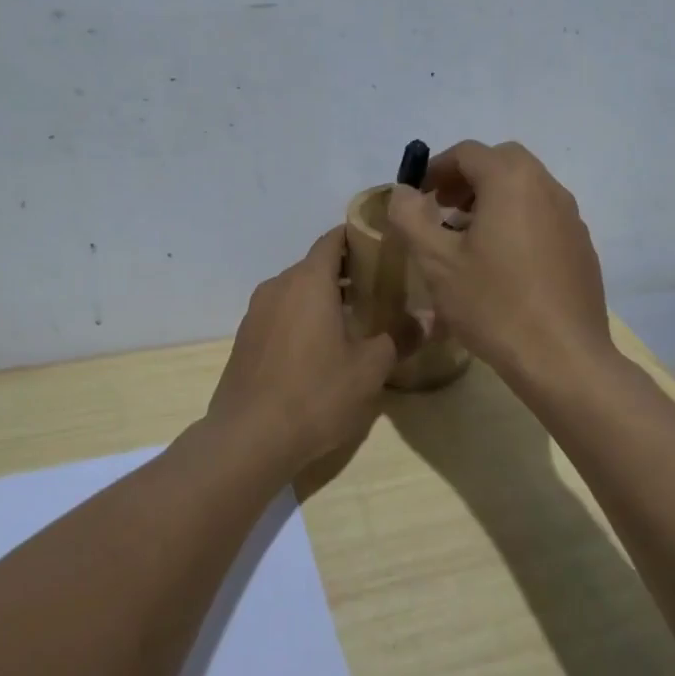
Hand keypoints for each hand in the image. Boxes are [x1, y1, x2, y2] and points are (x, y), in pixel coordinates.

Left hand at [207, 227, 400, 470]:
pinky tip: (317, 348)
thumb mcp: (369, 369)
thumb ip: (400, 337)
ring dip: (320, 297)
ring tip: (351, 320)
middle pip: (314, 265)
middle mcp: (278, 286)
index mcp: (308, 281)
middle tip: (376, 290)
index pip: (332, 240)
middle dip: (343, 272)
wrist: (248, 438)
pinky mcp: (244, 339)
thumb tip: (430, 318)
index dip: (356, 237)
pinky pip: (278, 314)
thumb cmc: (316, 394)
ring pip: (294, 291)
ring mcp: (256, 312)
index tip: (380, 246)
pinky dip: (299, 318)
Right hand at [387, 140, 612, 383]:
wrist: (562, 358)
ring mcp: (571, 217)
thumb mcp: (437, 262)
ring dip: (493, 199)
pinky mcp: (581, 246)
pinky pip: (543, 216)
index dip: (436, 168)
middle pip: (502, 162)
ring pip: (525, 188)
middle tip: (442, 210)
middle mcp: (547, 187)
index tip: (417, 196)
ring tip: (467, 238)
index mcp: (512, 181)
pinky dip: (517, 221)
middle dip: (467, 179)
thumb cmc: (493, 304)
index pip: (468, 152)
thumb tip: (403, 191)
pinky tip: (502, 264)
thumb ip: (411, 217)